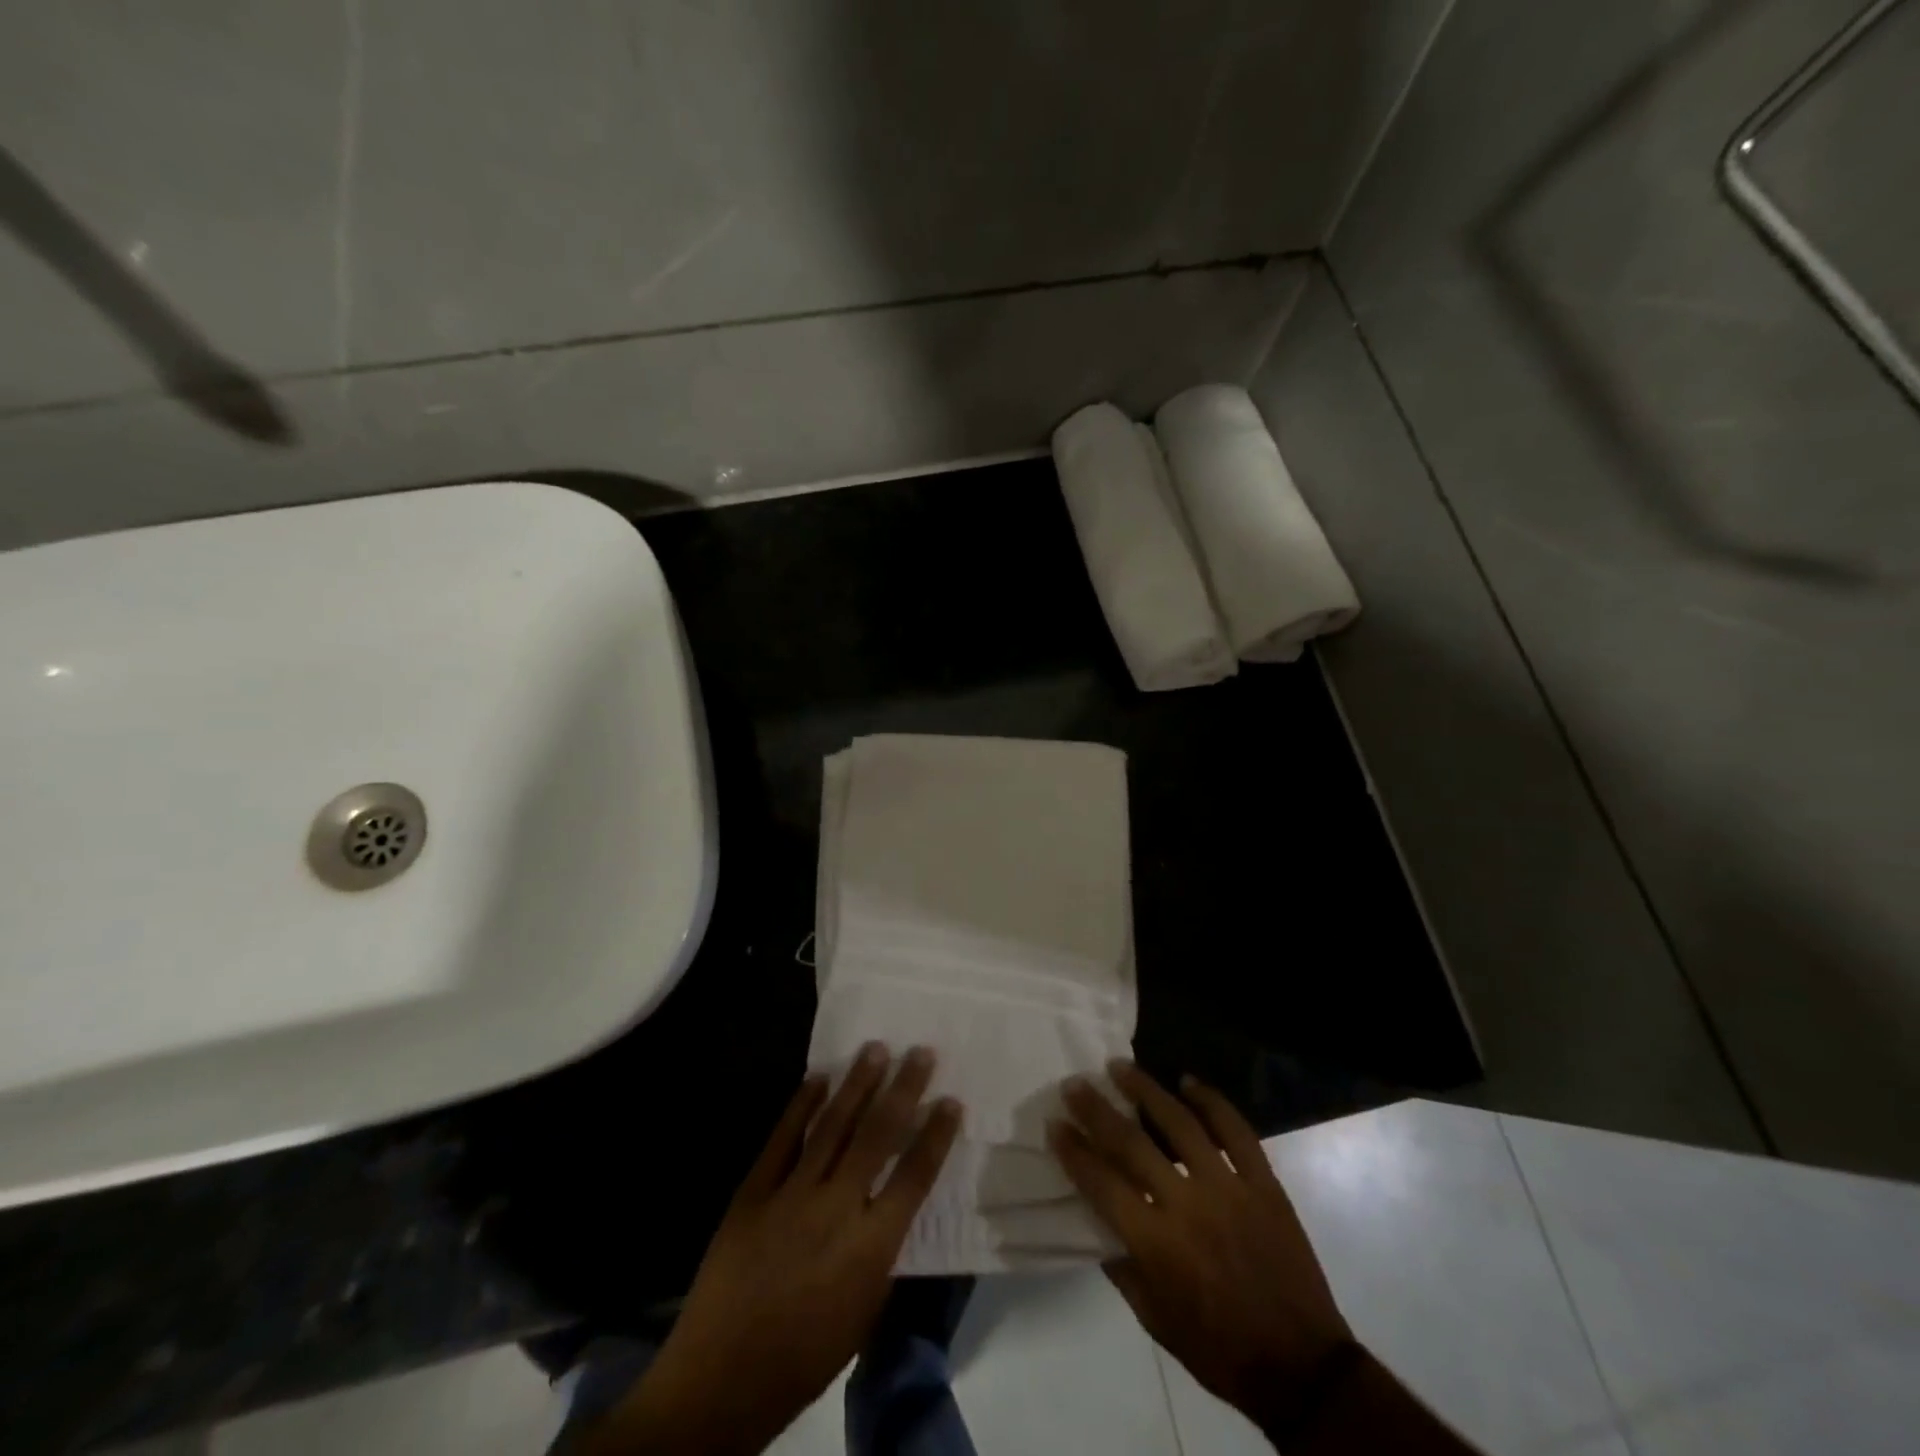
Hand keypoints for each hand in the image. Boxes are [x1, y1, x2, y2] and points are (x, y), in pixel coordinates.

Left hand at [585, 1043, 960, 1455]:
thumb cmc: (805, 1356)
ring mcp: (791, 1194)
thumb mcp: (864, 1311)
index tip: (952, 1100)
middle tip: (920, 1052)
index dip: (936, 1135)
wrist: (721, 1379)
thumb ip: (881, 1251)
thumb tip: (890, 1202)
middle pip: (877, 1136)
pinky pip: (782, 1138)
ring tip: (875, 1048)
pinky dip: (800, 1105)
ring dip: (857, 1084)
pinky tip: (817, 1078)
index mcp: (870, 1246)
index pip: (915, 1177)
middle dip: (902, 1089)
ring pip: (832, 1126)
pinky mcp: (753, 1191)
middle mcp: (836, 1209)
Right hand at [1052, 1062, 1354, 1435]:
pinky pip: (1237, 1132)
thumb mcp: (1155, 1320)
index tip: (1055, 1123)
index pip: (1101, 1183)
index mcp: (1156, 1243)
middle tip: (1076, 1084)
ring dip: (1147, 1090)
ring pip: (1181, 1123)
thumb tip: (1098, 1222)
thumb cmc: (1219, 1350)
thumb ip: (1122, 1267)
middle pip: (1132, 1142)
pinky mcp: (1264, 1184)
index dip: (1073, 1151)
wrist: (1302, 1368)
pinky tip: (1189, 1081)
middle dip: (1097, 1109)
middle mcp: (1187, 1205)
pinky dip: (1213, 1101)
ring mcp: (1229, 1188)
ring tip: (1122, 1067)